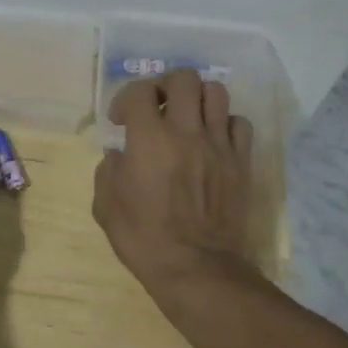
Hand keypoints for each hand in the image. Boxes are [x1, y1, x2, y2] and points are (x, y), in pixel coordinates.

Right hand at [93, 70, 255, 305]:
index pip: (139, 91)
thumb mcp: (106, 206)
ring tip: (187, 118)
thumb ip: (108, 171)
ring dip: (197, 99)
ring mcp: (218, 145)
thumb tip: (119, 155)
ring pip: (216, 92)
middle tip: (157, 107)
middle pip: (183, 78)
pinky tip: (212, 140)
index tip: (120, 120)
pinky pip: (239, 123)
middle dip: (165, 86)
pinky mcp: (241, 162)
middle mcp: (186, 131)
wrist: (196, 269)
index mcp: (149, 138)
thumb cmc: (144, 239)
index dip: (125, 99)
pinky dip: (224, 123)